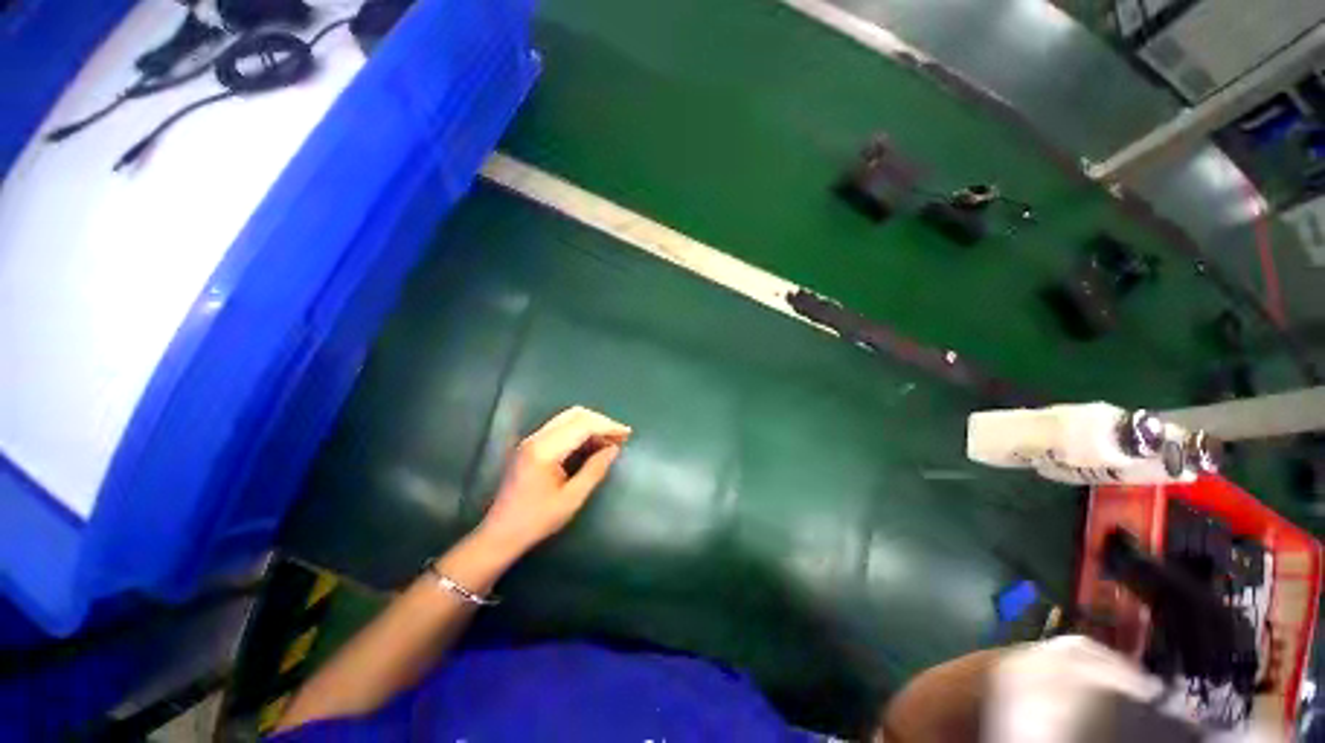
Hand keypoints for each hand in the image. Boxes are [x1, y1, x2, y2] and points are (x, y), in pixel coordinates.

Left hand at [476, 406, 630, 555]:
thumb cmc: (537, 520)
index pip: (582, 425)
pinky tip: (591, 443)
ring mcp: (532, 439)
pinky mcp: (531, 444)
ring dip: (591, 424)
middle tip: (620, 436)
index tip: (627, 434)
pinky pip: (560, 427)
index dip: (608, 426)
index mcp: (545, 450)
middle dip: (601, 421)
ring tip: (610, 439)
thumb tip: (613, 449)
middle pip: (575, 415)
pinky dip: (580, 430)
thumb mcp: (572, 498)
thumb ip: (595, 470)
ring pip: (568, 418)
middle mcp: (537, 438)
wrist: (500, 532)